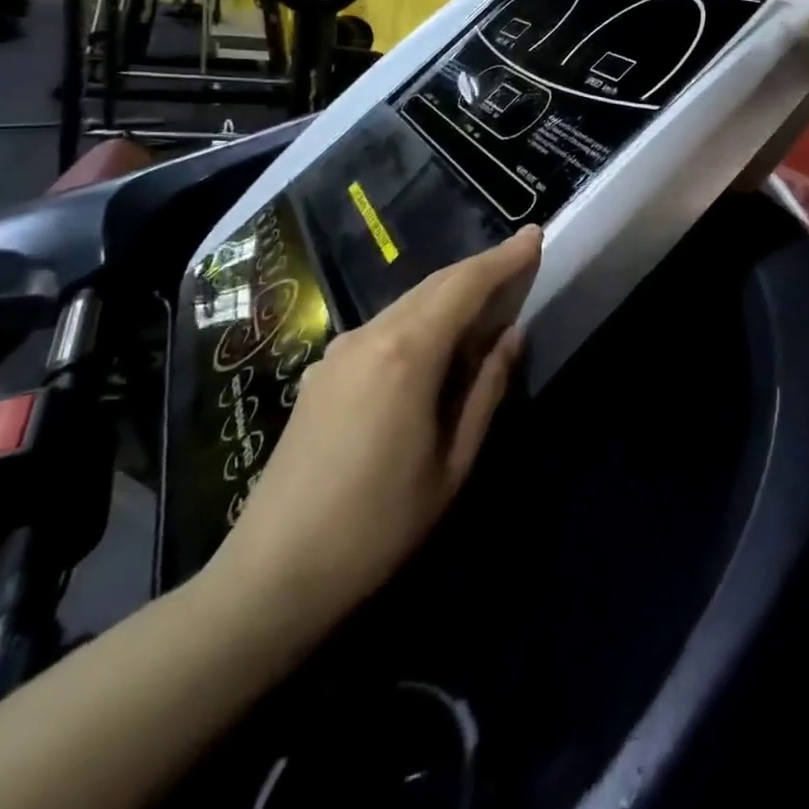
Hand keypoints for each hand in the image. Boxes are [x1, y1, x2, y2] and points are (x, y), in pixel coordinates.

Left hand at [204, 228, 542, 650]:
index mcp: (408, 353)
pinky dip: (420, 320)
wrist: (274, 573)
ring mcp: (339, 350)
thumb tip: (512, 335)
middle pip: (435, 284)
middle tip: (519, 263)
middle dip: (480, 269)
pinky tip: (433, 345)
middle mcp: (370, 335)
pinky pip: (383, 327)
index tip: (534, 235)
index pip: (465, 284)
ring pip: (407, 303)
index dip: (504, 258)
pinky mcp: (322, 371)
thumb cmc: (379, 525)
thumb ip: (486, 389)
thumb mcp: (453, 463)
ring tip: (486, 304)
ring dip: (450, 294)